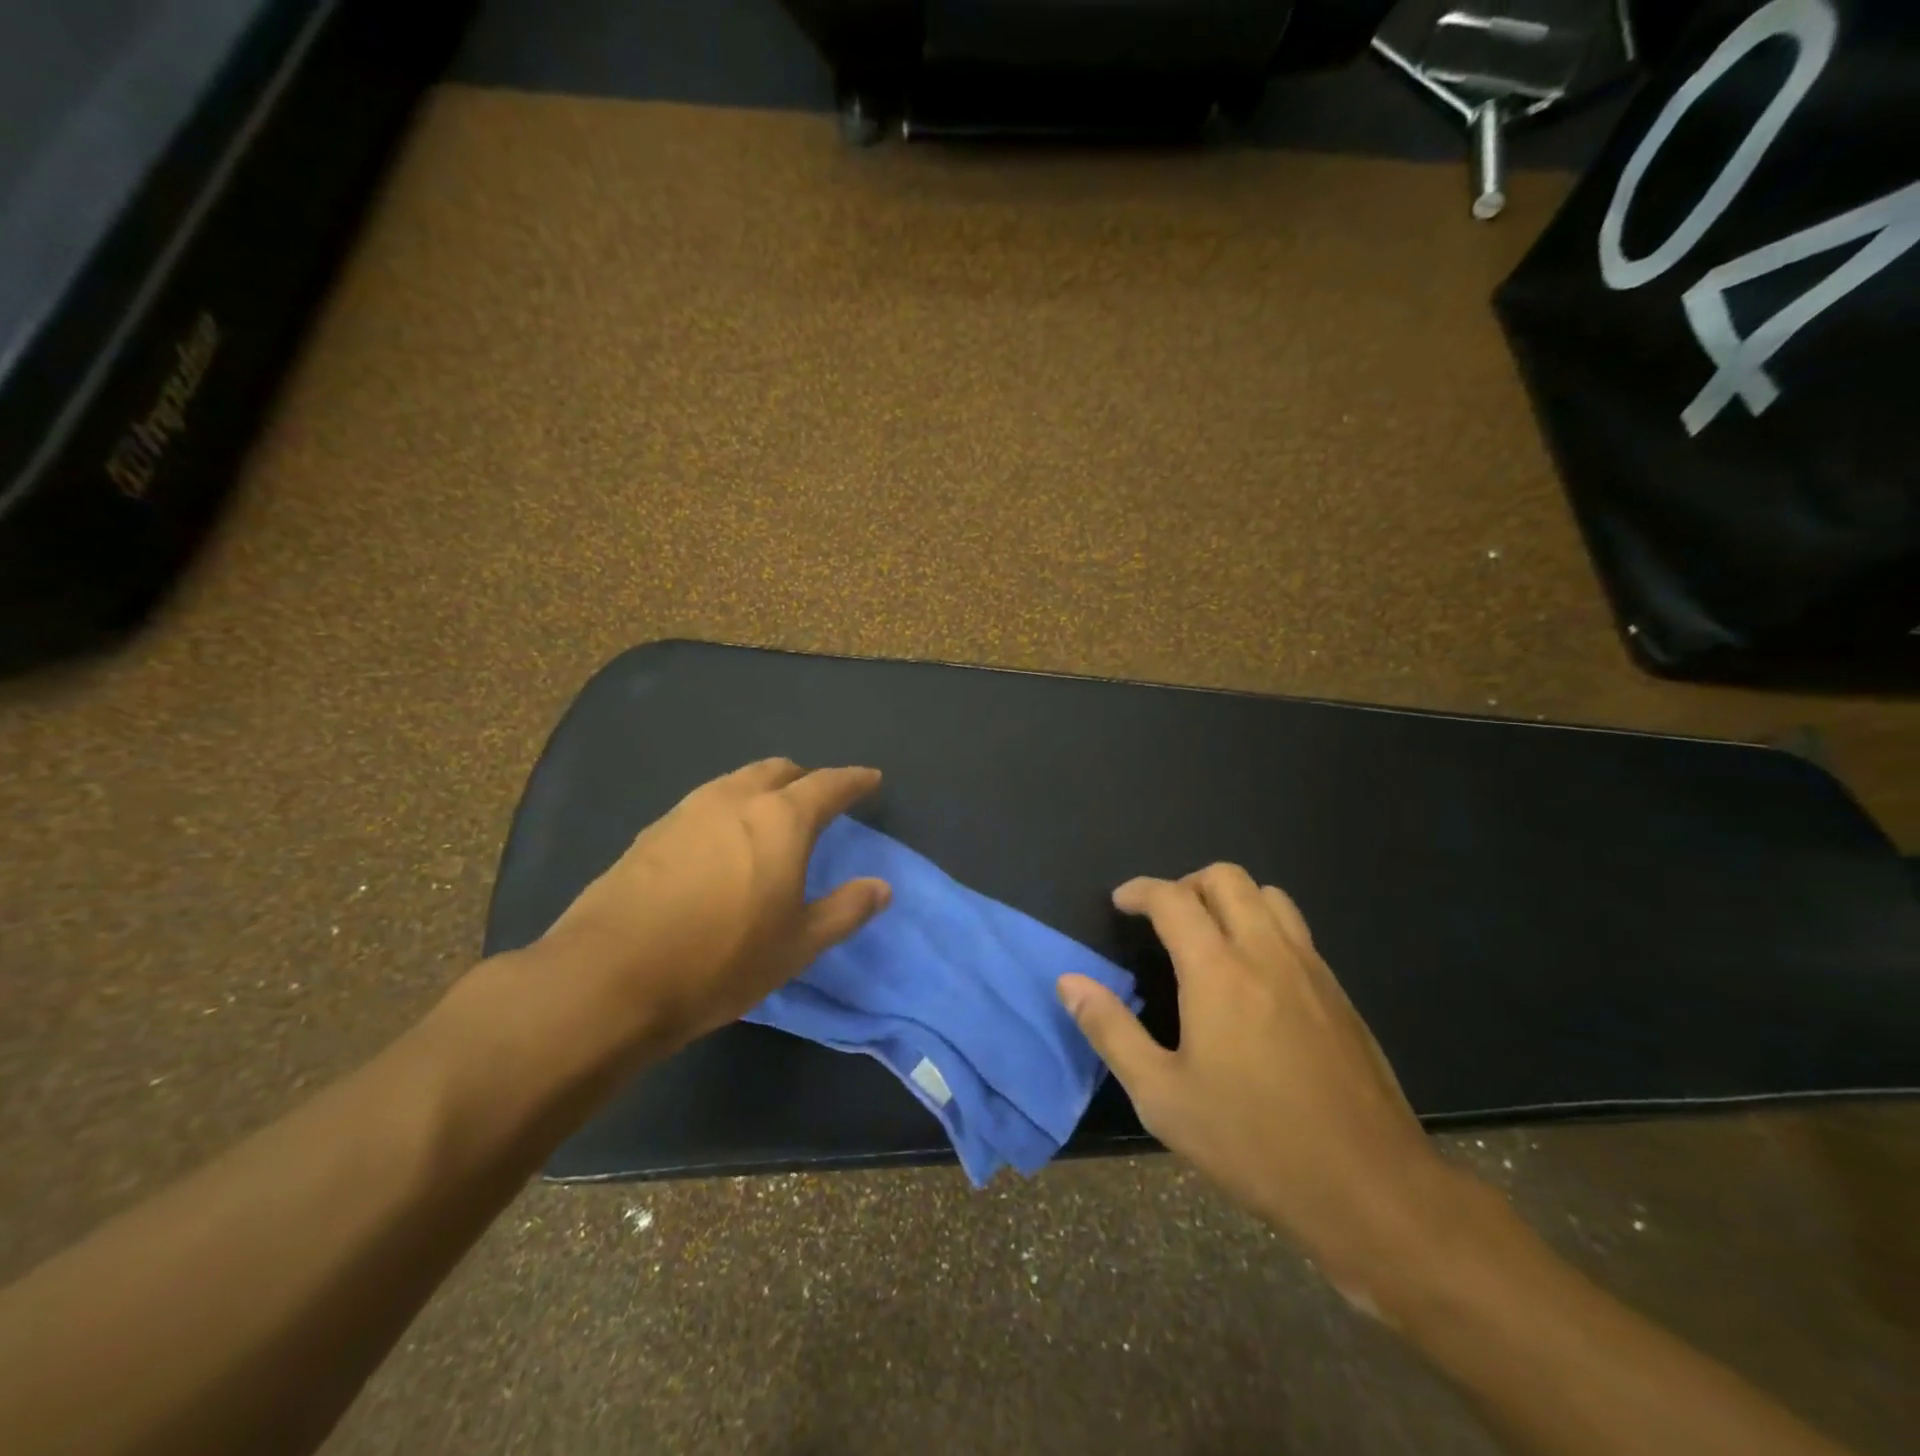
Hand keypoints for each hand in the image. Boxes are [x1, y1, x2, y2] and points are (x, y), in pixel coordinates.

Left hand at [536, 758, 890, 1053]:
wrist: (609, 977)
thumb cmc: (721, 960)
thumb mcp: (797, 945)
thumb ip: (845, 910)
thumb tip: (882, 887)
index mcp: (780, 819)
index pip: (828, 785)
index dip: (854, 781)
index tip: (871, 781)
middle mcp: (734, 800)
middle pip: (779, 770)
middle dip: (805, 779)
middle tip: (819, 801)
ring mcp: (686, 811)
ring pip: (737, 782)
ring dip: (762, 790)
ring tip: (771, 818)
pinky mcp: (651, 832)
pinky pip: (704, 804)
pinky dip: (728, 810)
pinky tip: (721, 844)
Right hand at [1058, 864, 1460, 1298]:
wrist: (1371, 1189)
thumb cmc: (1253, 1143)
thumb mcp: (1162, 1097)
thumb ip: (1111, 1030)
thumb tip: (1069, 983)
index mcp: (1218, 971)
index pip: (1173, 898)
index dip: (1140, 890)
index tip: (1120, 902)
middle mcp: (1267, 952)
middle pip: (1226, 878)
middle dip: (1186, 884)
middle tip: (1163, 919)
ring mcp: (1311, 969)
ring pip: (1269, 895)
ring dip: (1230, 898)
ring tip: (1208, 936)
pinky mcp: (1339, 993)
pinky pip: (1296, 930)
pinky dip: (1263, 925)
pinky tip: (1252, 977)